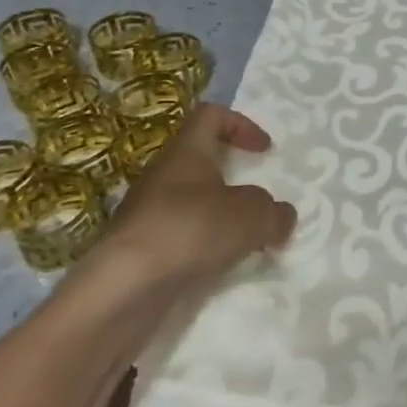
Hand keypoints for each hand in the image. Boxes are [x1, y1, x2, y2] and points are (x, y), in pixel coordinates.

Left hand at [87, 104, 296, 293]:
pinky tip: (221, 267)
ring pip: (193, 204)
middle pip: (202, 163)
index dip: (242, 125)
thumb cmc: (191, 230)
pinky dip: (204, 248)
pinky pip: (182, 239)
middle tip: (259, 202)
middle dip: (234, 180)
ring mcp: (147, 215)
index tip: (265, 151)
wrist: (123, 291)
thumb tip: (283, 216)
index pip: (211, 115)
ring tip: (247, 241)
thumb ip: (274, 212)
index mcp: (186, 152)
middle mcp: (163, 177)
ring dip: (221, 218)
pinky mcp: (141, 252)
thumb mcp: (251, 215)